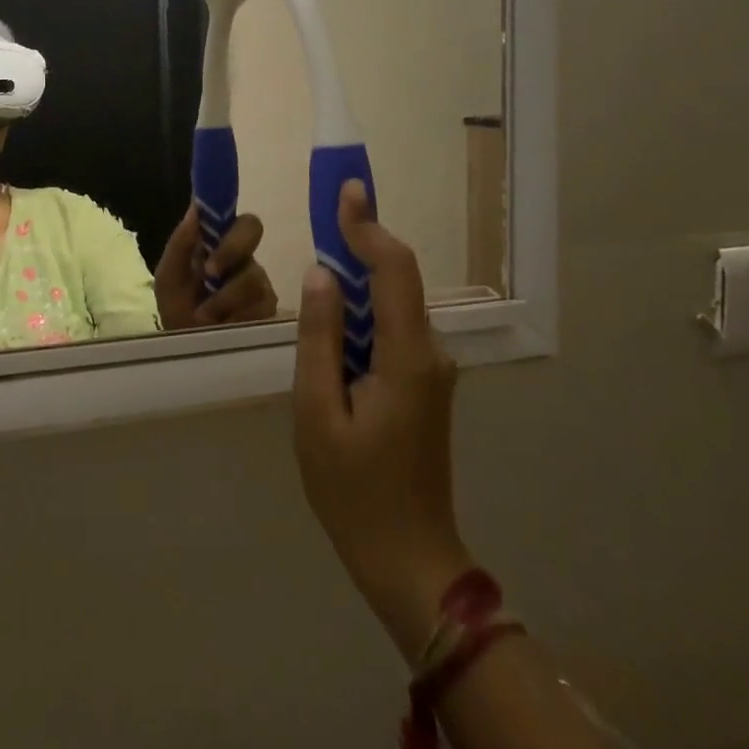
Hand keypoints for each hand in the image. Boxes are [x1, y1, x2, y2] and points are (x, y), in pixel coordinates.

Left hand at [154, 207, 279, 329]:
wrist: (187, 352)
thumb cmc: (178, 309)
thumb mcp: (170, 278)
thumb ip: (181, 244)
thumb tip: (196, 206)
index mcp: (223, 247)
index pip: (243, 222)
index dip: (232, 222)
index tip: (212, 235)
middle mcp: (247, 263)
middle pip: (254, 235)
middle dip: (229, 251)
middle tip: (209, 274)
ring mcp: (262, 288)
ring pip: (253, 277)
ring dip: (223, 298)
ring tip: (204, 317)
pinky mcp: (270, 315)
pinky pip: (260, 308)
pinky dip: (234, 318)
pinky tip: (223, 327)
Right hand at [292, 181, 470, 660]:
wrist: (408, 557)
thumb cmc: (354, 491)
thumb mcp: (318, 413)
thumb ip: (318, 339)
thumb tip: (321, 275)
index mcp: (406, 357)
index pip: (393, 270)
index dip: (368, 227)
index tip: (346, 191)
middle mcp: (430, 353)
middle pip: (396, 282)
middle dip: (360, 246)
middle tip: (323, 218)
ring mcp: (431, 371)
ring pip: (392, 307)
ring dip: (357, 282)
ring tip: (318, 270)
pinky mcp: (423, 386)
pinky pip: (390, 333)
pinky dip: (362, 315)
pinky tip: (333, 324)